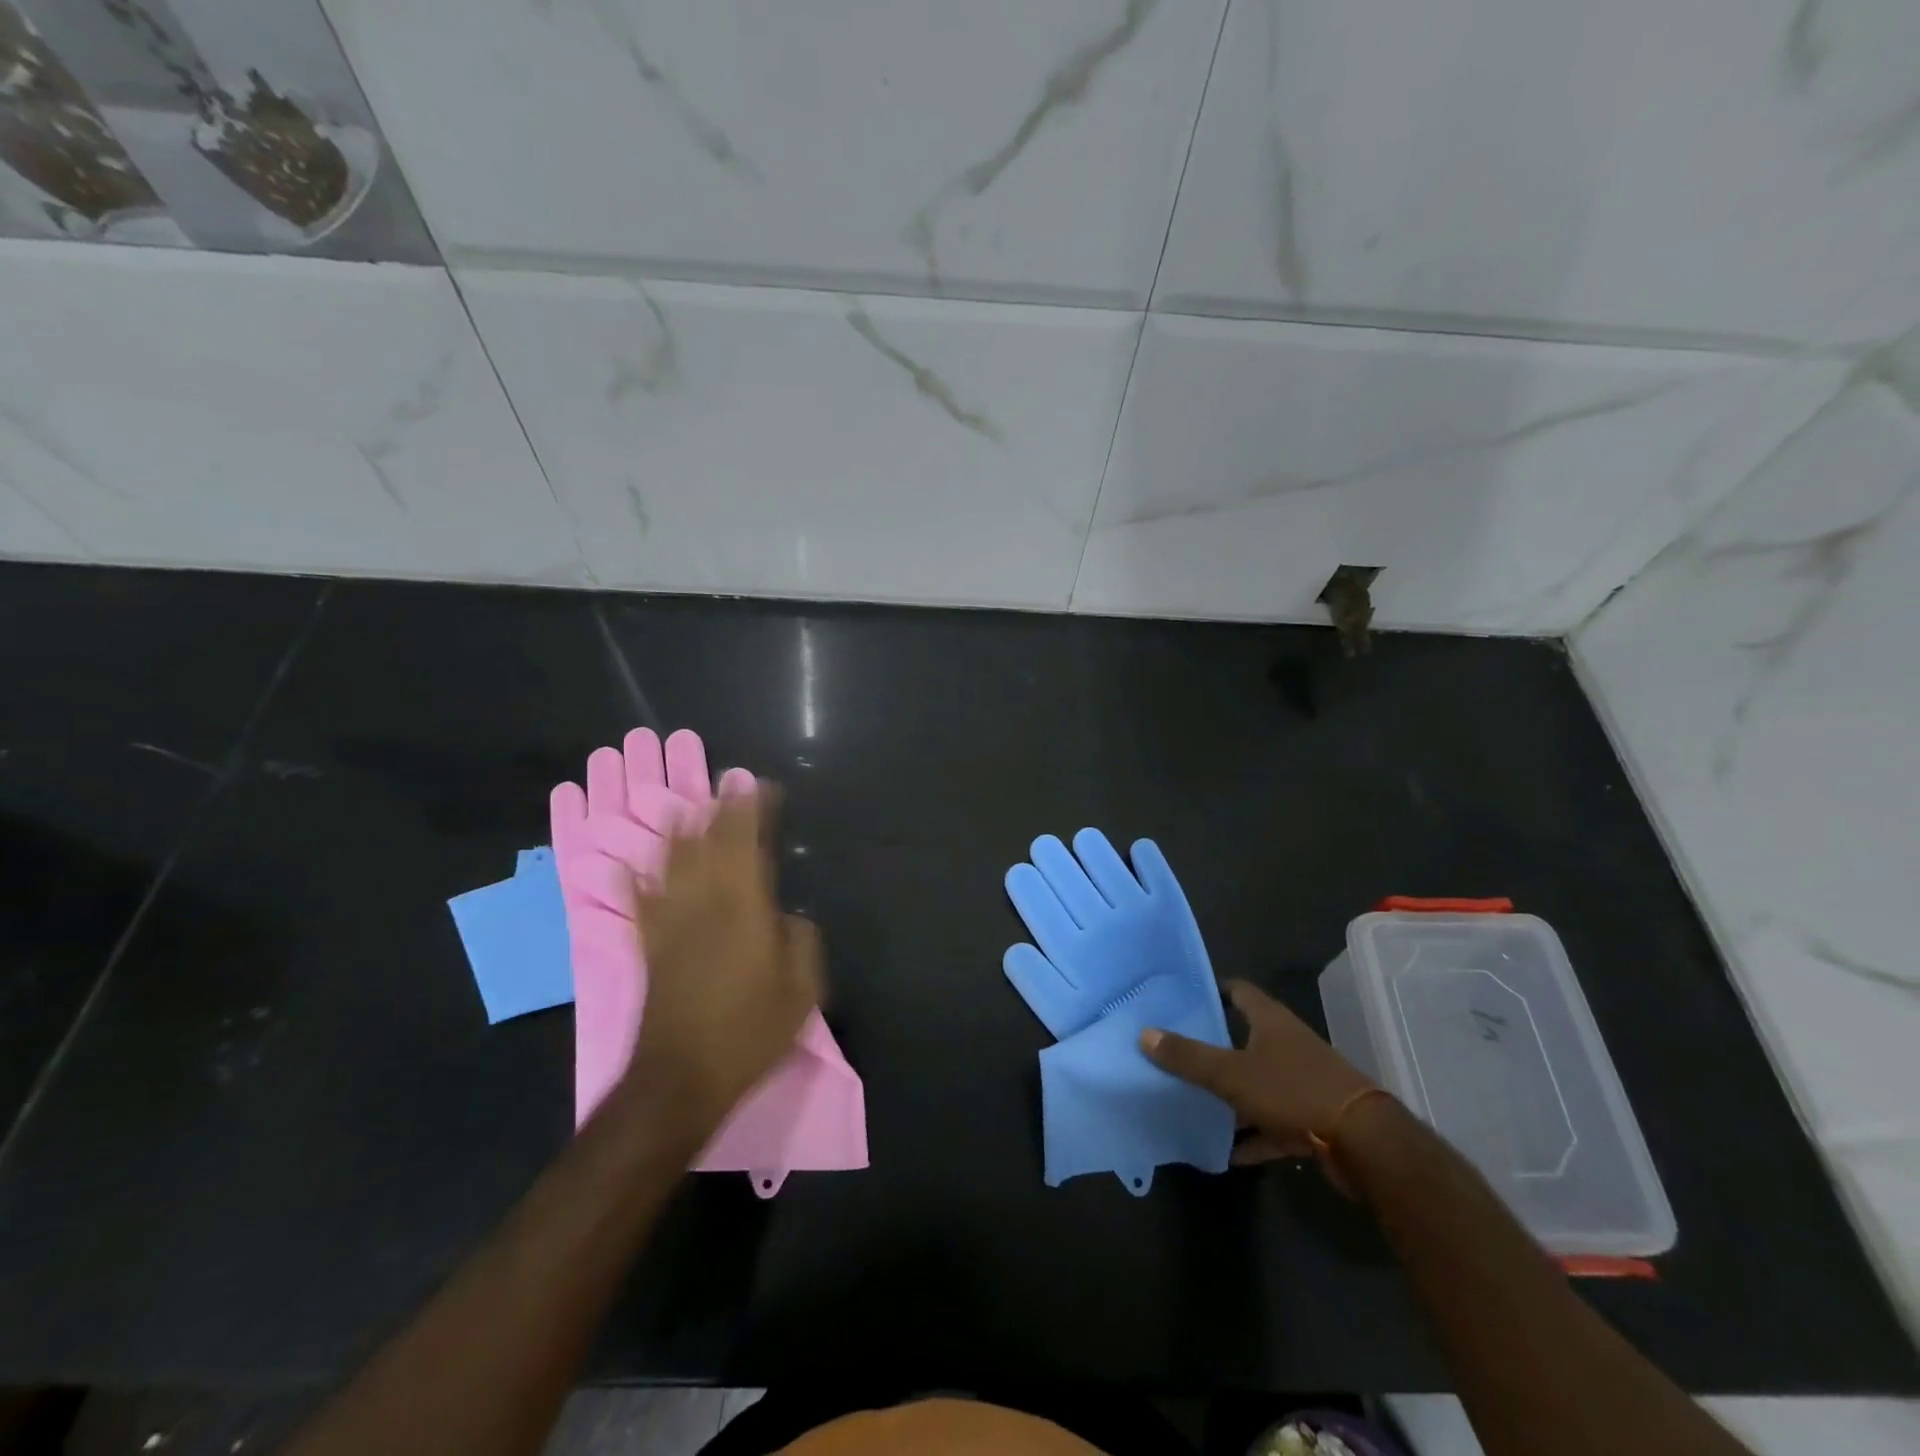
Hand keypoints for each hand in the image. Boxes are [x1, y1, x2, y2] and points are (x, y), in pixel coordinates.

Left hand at [618, 789, 820, 1145]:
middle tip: (728, 784)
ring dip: (678, 831)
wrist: (681, 1079)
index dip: (753, 812)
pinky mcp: (649, 947)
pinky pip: (637, 904)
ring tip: (683, 806)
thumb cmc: (749, 1032)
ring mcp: (670, 925)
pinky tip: (627, 865)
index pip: (747, 845)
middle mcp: (703, 905)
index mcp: (743, 910)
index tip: (760, 786)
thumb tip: (789, 916)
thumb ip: (800, 942)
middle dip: (720, 810)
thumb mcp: (800, 991)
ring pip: (671, 864)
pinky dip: (633, 881)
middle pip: (708, 845)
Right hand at [1141, 980, 1375, 1163]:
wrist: (1366, 1145)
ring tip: (1194, 1101)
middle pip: (1246, 1037)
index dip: (1213, 990)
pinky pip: (1273, 1123)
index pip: (1239, 991)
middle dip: (1215, 1046)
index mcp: (1271, 1021)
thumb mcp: (1232, 1073)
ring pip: (1258, 1082)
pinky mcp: (1313, 1119)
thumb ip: (1188, 1056)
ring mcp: (1303, 1082)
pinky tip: (1227, 1152)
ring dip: (1232, 1095)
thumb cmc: (1294, 1091)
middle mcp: (1288, 1044)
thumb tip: (1144, 1033)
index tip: (1184, 998)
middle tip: (1177, 1051)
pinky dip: (1253, 1135)